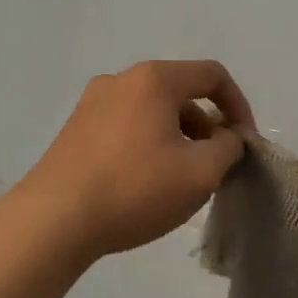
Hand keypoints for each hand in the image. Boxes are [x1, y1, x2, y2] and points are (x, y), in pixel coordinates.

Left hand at [19, 60, 253, 260]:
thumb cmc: (135, 189)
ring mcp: (92, 104)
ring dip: (178, 138)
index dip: (239, 106)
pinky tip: (146, 183)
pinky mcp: (75, 130)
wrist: (53, 221)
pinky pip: (127, 127)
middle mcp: (121, 80)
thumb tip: (227, 138)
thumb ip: (229, 148)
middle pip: (181, 93)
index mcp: (154, 79)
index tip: (245, 143)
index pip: (213, 75)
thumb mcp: (201, 172)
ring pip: (153, 112)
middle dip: (207, 127)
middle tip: (215, 166)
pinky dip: (149, 145)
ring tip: (182, 180)